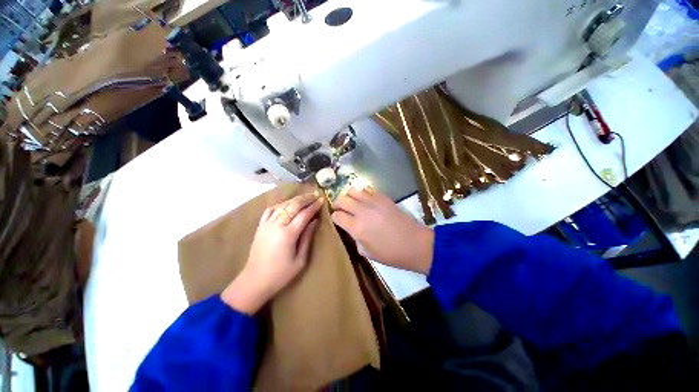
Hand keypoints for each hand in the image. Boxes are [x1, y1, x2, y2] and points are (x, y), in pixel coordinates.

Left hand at [221, 193, 323, 313]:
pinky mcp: (260, 227)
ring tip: (304, 197)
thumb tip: (314, 221)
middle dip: (305, 199)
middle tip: (315, 194)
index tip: (322, 200)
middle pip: (293, 206)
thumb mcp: (300, 260)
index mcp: (288, 234)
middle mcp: (277, 225)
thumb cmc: (281, 274)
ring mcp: (266, 224)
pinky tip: (286, 204)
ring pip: (282, 205)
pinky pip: (270, 210)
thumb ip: (307, 238)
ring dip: (294, 199)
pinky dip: (280, 204)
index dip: (314, 206)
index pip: (304, 214)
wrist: (255, 281)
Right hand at [331, 187, 433, 273]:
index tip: (337, 219)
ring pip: (353, 191)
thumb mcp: (367, 253)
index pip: (337, 216)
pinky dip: (363, 194)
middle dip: (338, 204)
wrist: (415, 244)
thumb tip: (352, 229)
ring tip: (352, 202)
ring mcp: (373, 202)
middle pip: (342, 200)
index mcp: (357, 228)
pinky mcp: (384, 197)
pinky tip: (366, 201)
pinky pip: (368, 190)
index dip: (334, 217)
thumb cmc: (391, 254)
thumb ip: (355, 239)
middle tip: (341, 209)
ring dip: (349, 196)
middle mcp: (362, 212)